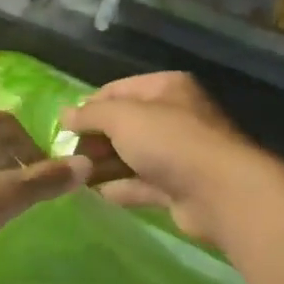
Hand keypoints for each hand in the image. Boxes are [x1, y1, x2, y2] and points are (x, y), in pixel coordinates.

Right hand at [60, 72, 275, 247]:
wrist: (218, 192)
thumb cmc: (169, 141)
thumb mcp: (122, 117)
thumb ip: (90, 114)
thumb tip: (64, 115)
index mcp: (167, 88)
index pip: (118, 90)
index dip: (89, 106)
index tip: (64, 127)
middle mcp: (174, 116)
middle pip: (124, 124)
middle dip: (95, 139)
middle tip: (67, 155)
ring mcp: (178, 154)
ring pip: (132, 156)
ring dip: (104, 165)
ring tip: (74, 176)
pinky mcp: (178, 187)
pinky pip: (141, 184)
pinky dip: (119, 188)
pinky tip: (94, 194)